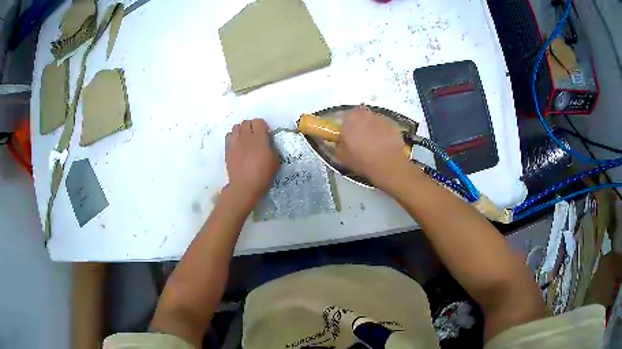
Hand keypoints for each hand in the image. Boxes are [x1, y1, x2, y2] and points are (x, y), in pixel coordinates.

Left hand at [225, 119, 278, 203]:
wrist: (244, 186)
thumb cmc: (262, 175)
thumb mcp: (275, 161)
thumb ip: (271, 147)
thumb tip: (267, 141)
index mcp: (259, 138)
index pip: (258, 121)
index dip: (262, 126)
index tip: (266, 134)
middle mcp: (245, 137)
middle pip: (246, 122)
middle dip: (252, 126)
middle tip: (255, 136)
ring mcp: (234, 142)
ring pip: (236, 127)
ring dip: (242, 130)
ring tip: (245, 139)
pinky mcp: (227, 149)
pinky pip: (229, 136)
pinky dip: (233, 137)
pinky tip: (237, 145)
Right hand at [335, 105, 412, 187]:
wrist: (388, 164)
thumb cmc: (362, 160)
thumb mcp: (341, 156)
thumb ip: (338, 144)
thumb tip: (341, 141)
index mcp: (350, 119)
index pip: (345, 118)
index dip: (347, 128)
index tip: (348, 138)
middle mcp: (365, 114)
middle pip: (360, 117)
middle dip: (360, 126)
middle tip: (361, 141)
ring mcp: (381, 118)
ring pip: (373, 121)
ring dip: (372, 129)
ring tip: (374, 145)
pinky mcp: (393, 125)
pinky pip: (384, 127)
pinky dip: (383, 133)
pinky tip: (384, 146)